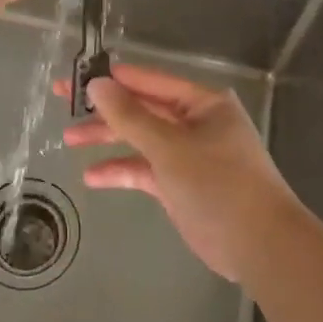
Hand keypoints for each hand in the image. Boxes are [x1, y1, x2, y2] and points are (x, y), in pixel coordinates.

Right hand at [64, 64, 310, 282]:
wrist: (260, 244)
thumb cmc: (218, 183)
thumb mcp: (169, 146)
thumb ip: (130, 116)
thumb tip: (97, 84)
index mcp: (202, 102)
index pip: (149, 81)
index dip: (112, 78)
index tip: (76, 77)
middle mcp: (196, 122)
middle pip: (142, 109)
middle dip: (105, 110)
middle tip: (62, 104)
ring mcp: (189, 154)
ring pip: (142, 140)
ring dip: (109, 140)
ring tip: (70, 141)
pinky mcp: (183, 185)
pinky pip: (147, 170)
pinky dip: (123, 171)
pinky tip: (92, 177)